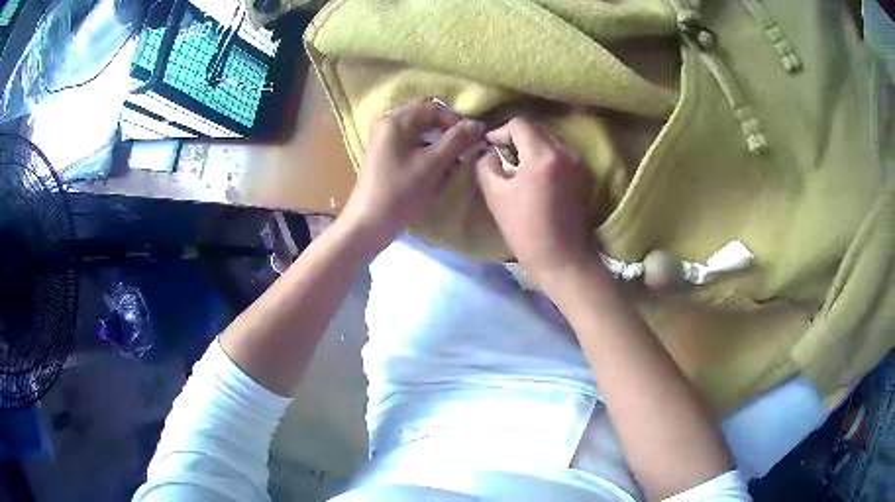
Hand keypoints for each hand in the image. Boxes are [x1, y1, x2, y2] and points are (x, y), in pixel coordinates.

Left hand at [340, 100, 485, 254]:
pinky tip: (435, 166)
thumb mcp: (433, 165)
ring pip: (418, 129)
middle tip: (463, 146)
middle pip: (425, 115)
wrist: (368, 223)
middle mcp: (387, 122)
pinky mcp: (383, 152)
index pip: (434, 108)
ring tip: (451, 158)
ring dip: (437, 139)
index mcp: (396, 120)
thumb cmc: (401, 193)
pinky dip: (425, 148)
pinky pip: (409, 141)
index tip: (472, 140)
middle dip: (446, 129)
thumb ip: (457, 141)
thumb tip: (479, 124)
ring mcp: (383, 137)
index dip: (456, 121)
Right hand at [475, 118, 594, 284]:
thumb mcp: (495, 196)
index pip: (520, 124)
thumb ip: (486, 165)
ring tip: (517, 165)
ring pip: (550, 139)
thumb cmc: (526, 230)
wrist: (564, 259)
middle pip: (537, 128)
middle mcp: (565, 152)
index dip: (500, 131)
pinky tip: (535, 175)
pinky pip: (560, 153)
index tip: (490, 146)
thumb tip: (489, 151)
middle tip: (502, 154)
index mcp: (543, 156)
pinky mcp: (584, 175)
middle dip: (516, 136)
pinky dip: (545, 156)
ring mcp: (579, 163)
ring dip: (532, 145)